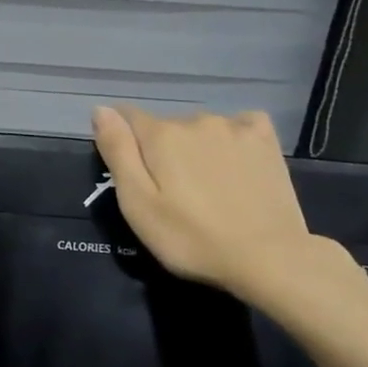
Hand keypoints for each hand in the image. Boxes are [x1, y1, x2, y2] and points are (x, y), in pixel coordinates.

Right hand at [92, 105, 317, 298]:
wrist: (266, 257)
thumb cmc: (189, 238)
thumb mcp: (137, 203)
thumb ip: (117, 151)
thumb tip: (100, 109)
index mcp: (160, 135)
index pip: (125, 117)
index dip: (120, 141)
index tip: (128, 173)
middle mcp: (196, 120)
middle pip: (164, 126)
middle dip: (159, 150)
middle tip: (168, 193)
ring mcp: (235, 127)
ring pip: (199, 128)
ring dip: (193, 147)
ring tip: (203, 186)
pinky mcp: (265, 140)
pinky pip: (239, 125)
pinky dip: (230, 138)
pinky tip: (233, 162)